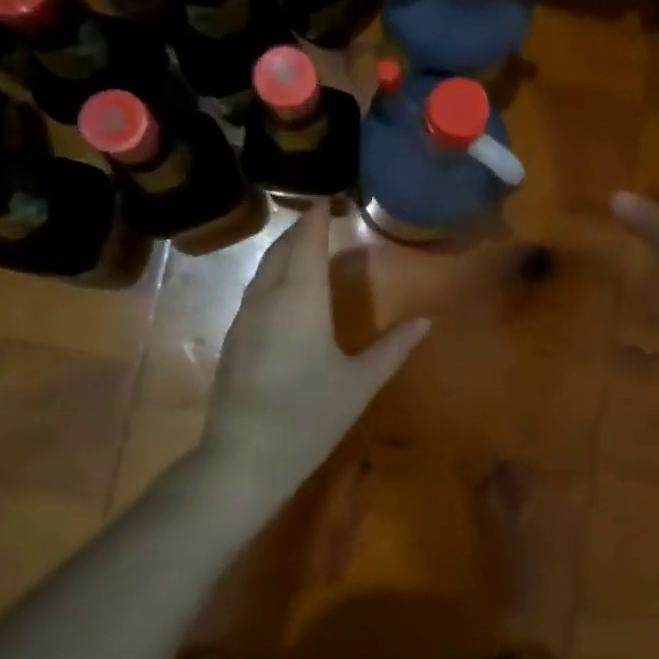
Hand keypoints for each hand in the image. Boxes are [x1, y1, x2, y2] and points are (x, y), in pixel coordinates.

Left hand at [200, 205, 429, 492]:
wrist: (244, 458)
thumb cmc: (310, 417)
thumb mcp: (360, 383)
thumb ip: (394, 347)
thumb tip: (426, 321)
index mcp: (301, 300)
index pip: (307, 244)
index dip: (316, 219)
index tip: (328, 199)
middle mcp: (268, 299)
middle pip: (281, 251)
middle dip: (299, 230)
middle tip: (320, 217)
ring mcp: (244, 318)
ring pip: (262, 270)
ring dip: (283, 252)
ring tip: (304, 247)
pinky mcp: (232, 339)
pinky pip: (253, 291)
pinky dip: (270, 275)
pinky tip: (283, 290)